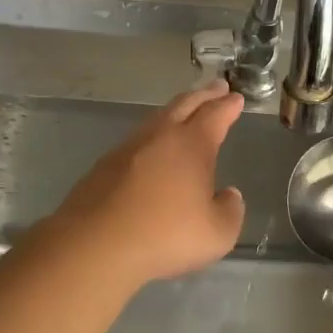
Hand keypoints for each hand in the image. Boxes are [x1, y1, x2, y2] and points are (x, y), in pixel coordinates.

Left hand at [53, 81, 246, 284]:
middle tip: (217, 87)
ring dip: (176, 111)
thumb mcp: (217, 234)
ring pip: (157, 119)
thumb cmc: (165, 236)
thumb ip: (230, 211)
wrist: (95, 245)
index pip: (215, 115)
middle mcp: (160, 137)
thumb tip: (229, 195)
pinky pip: (137, 140)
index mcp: (191, 145)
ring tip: (186, 112)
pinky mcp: (104, 166)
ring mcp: (128, 148)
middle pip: (185, 105)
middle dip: (204, 96)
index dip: (228, 105)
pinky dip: (153, 135)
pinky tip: (153, 149)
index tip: (237, 97)